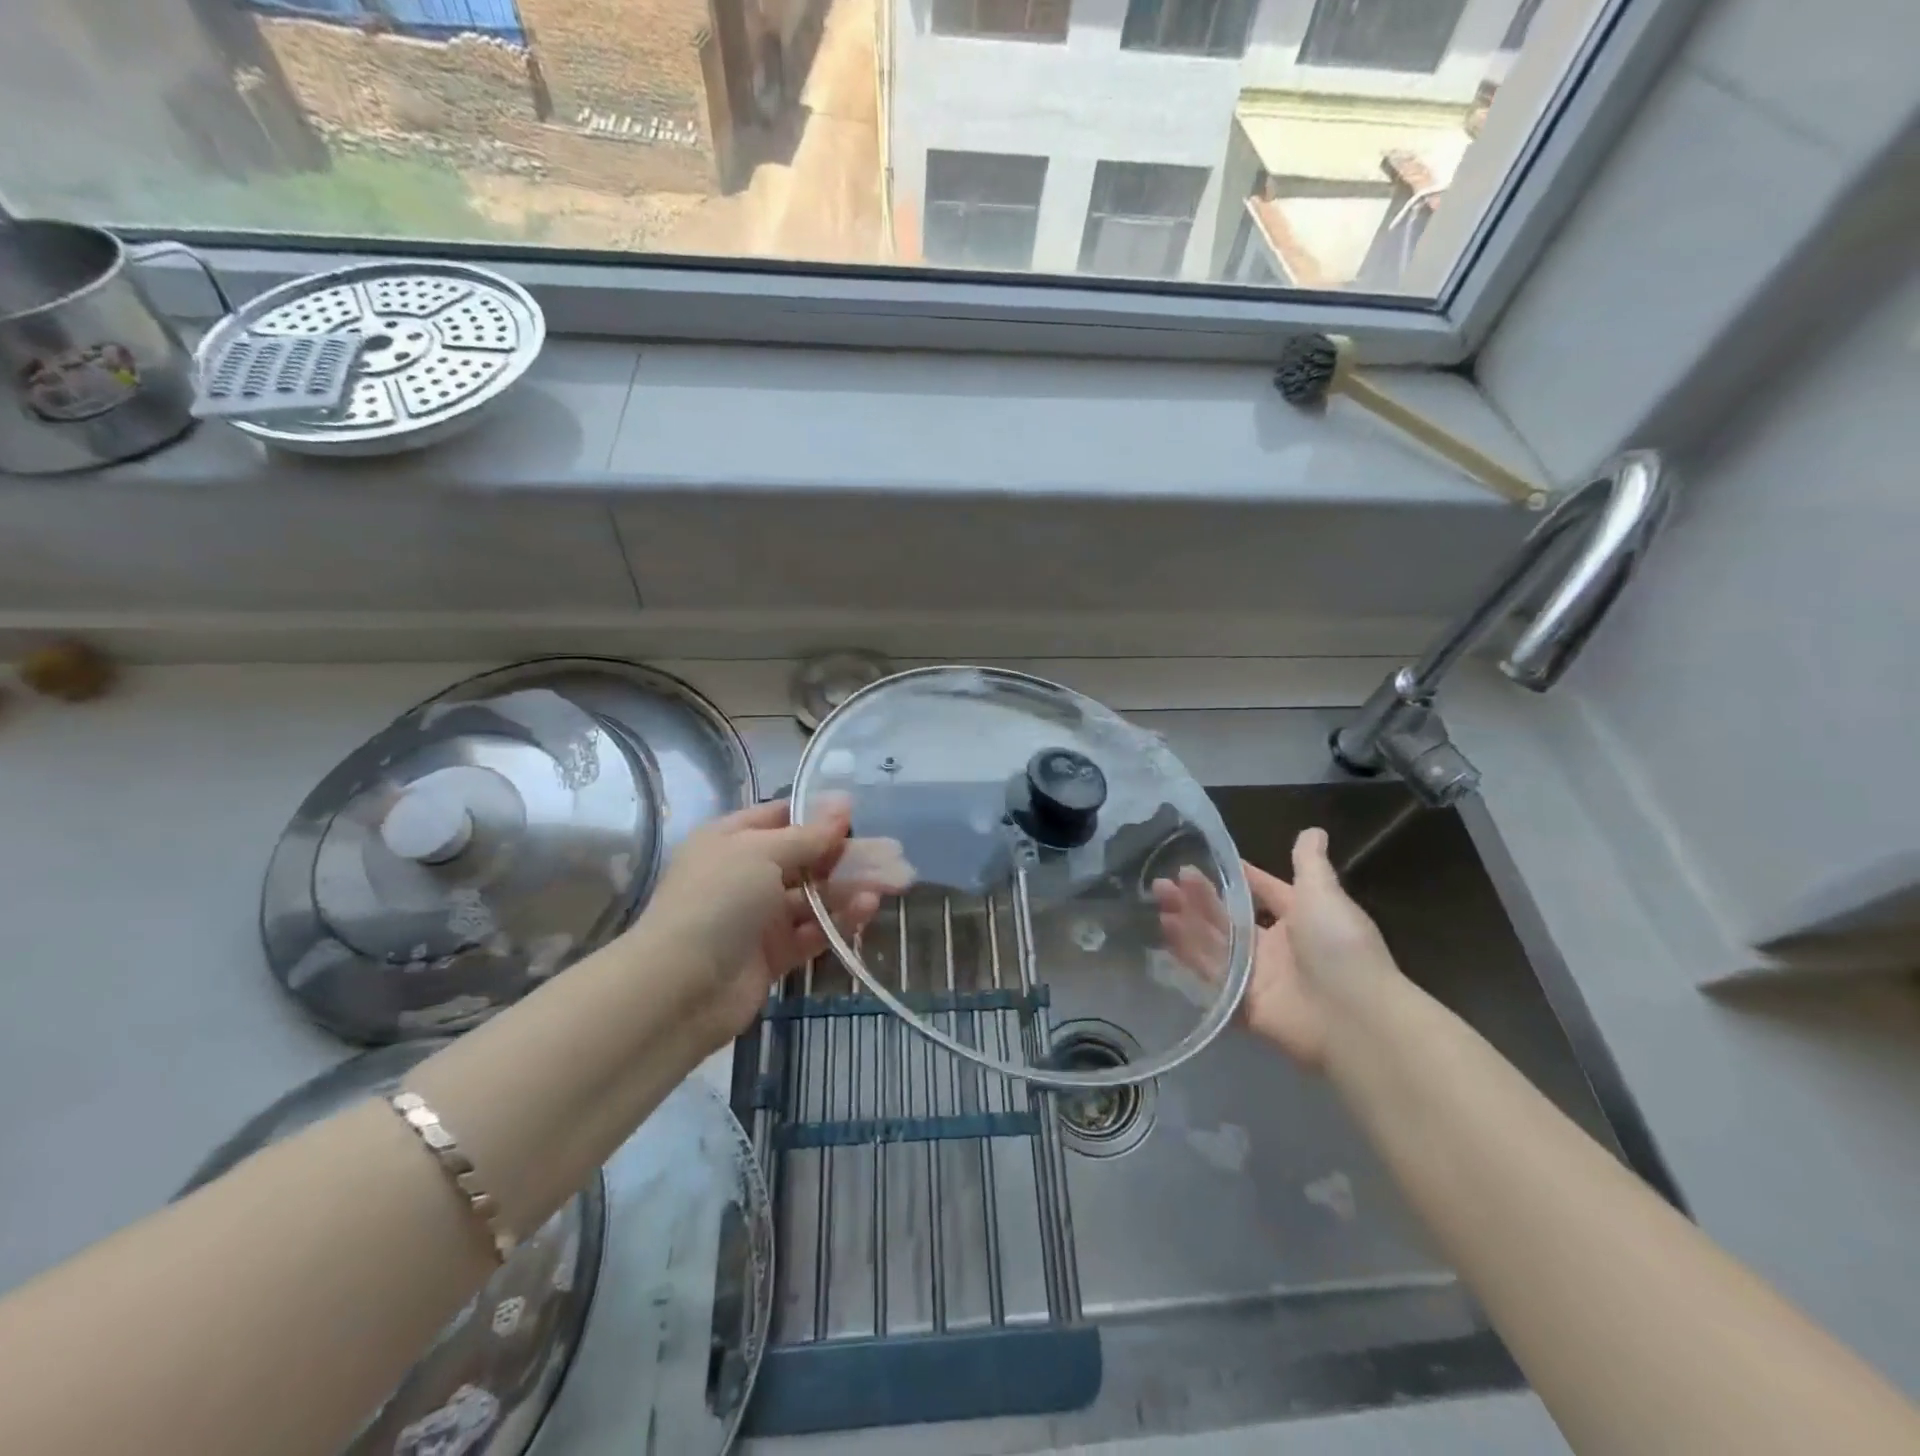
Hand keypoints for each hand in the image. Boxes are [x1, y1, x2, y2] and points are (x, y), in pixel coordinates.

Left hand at [635, 797, 896, 1044]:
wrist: (679, 988)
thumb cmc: (717, 901)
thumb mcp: (762, 853)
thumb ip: (808, 834)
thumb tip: (843, 801)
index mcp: (731, 840)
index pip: (781, 817)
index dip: (819, 815)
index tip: (859, 816)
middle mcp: (745, 874)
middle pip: (805, 858)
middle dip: (847, 855)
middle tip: (892, 854)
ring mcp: (759, 917)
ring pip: (814, 896)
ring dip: (850, 888)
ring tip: (891, 883)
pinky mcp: (773, 955)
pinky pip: (812, 931)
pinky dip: (838, 921)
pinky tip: (867, 909)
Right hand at [1152, 828, 1399, 1070]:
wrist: (1353, 1018)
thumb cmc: (1339, 946)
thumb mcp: (1323, 895)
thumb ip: (1309, 864)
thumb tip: (1313, 829)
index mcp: (1299, 920)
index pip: (1261, 892)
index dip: (1235, 876)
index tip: (1201, 859)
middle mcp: (1276, 947)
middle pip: (1229, 918)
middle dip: (1198, 898)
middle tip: (1164, 880)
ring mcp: (1258, 977)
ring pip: (1214, 944)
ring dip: (1187, 921)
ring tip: (1158, 899)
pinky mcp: (1242, 1004)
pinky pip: (1211, 977)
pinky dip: (1188, 954)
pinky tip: (1165, 932)